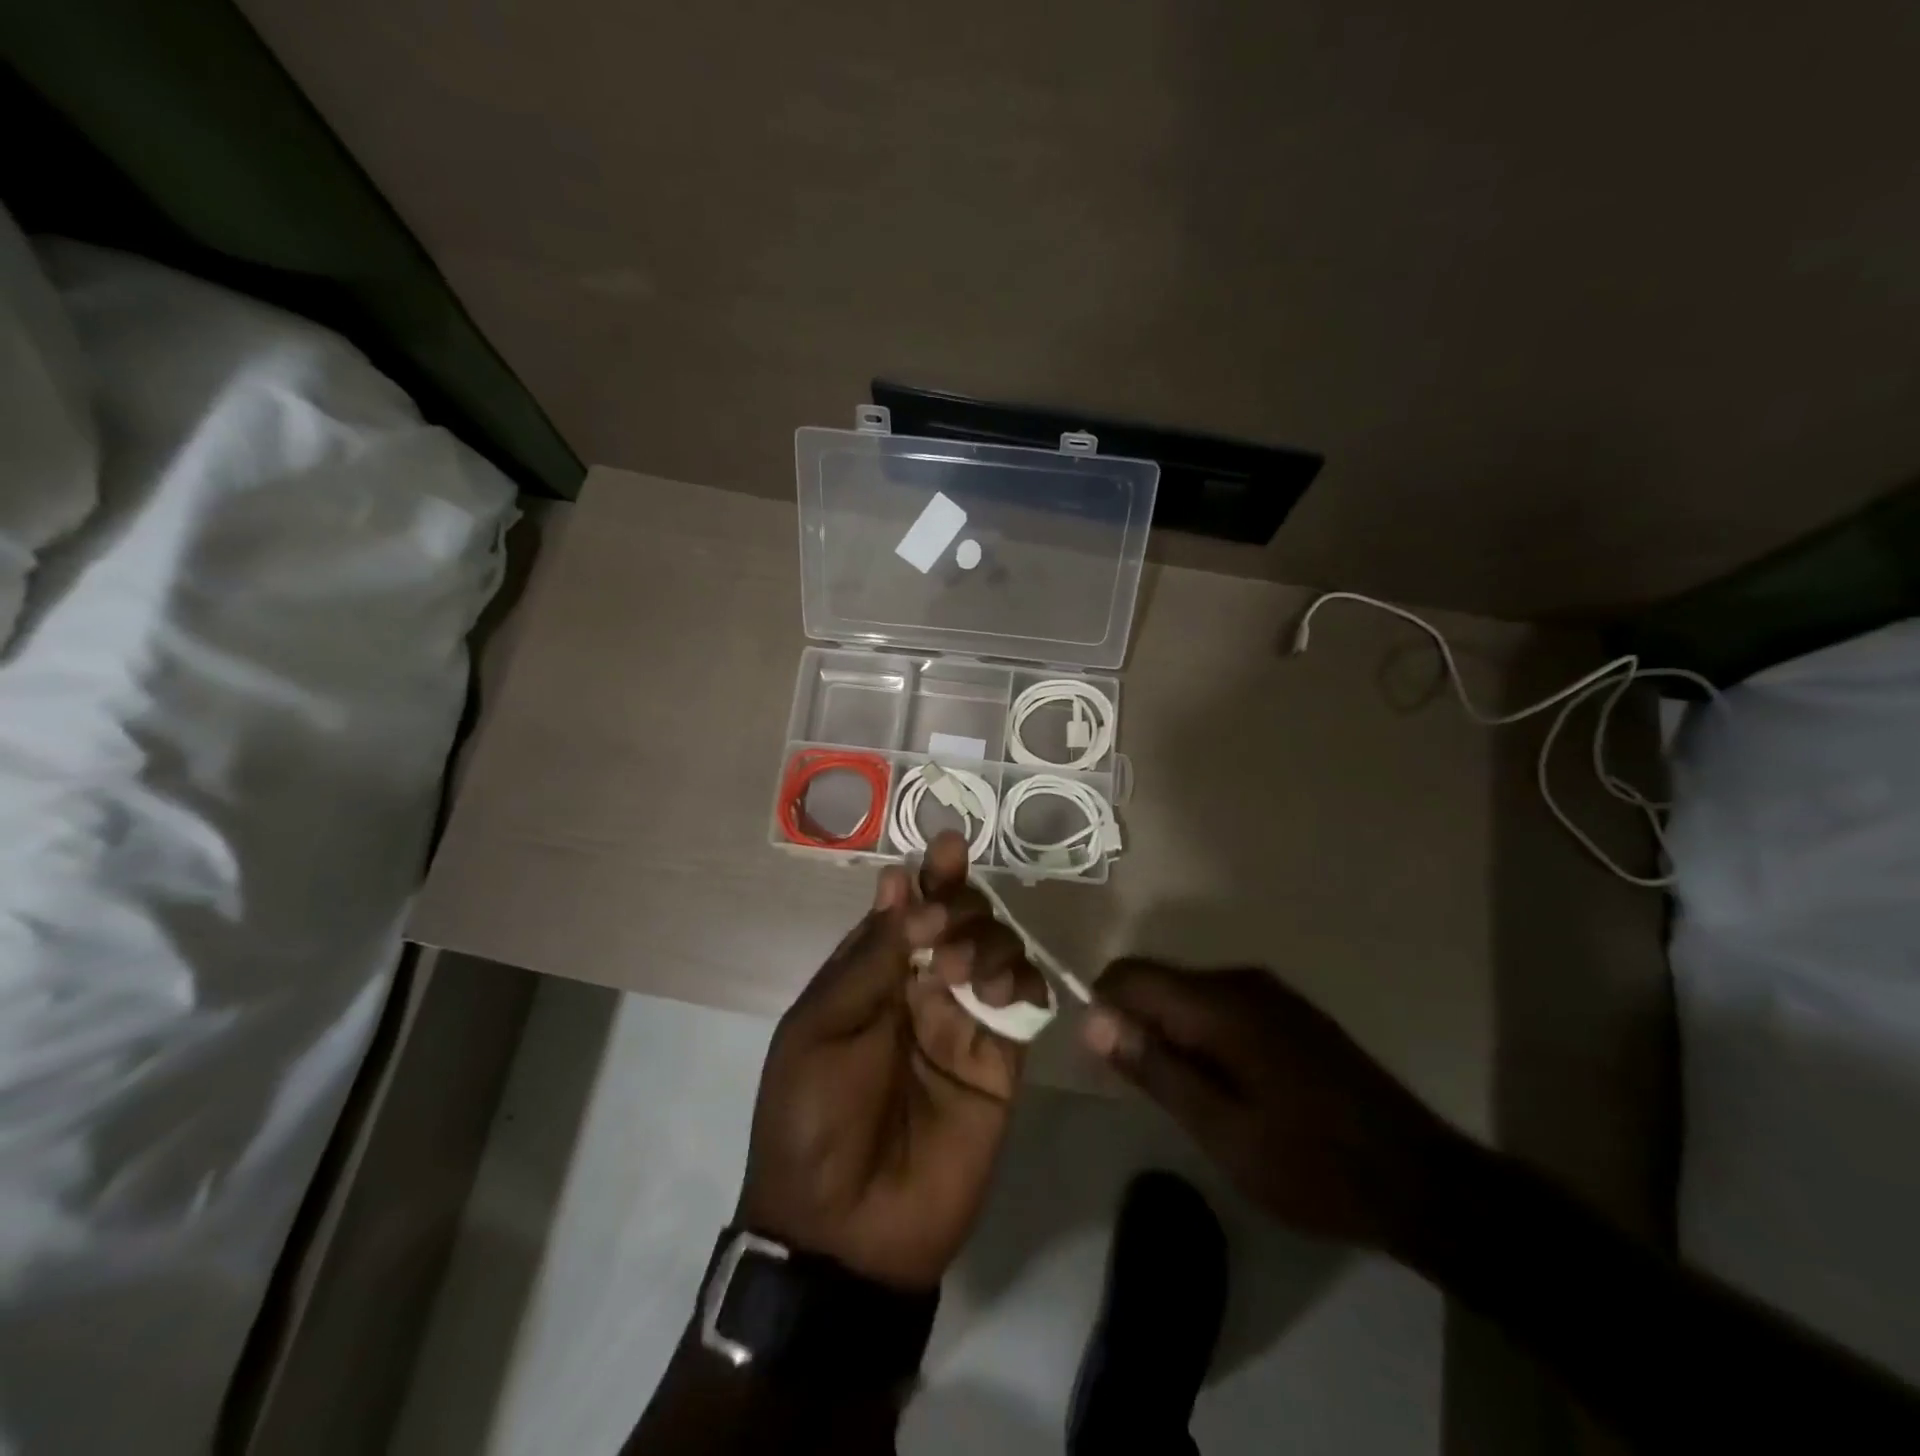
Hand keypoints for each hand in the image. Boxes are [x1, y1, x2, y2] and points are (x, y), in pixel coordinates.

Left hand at [737, 831, 1048, 1290]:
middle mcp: (922, 987)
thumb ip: (870, 957)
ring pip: (998, 948)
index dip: (931, 875)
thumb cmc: (813, 1118)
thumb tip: (898, 881)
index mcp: (873, 974)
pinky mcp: (1001, 1060)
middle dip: (961, 906)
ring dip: (991, 941)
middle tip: (946, 933)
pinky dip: (1025, 981)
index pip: (910, 907)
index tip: (949, 848)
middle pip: (961, 918)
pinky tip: (1008, 989)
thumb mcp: (821, 1027)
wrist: (844, 1231)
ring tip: (967, 973)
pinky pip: (1026, 1002)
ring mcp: (964, 1021)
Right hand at [1081, 960, 1465, 1251]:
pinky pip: (1222, 1005)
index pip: (1130, 974)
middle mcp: (1241, 980)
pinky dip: (1205, 1035)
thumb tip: (1092, 1018)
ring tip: (1193, 1099)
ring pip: (1190, 994)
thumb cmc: (1310, 1163)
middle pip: (1160, 981)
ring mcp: (1271, 992)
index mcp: (1219, 1003)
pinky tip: (1230, 1087)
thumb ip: (1153, 1067)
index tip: (1108, 1060)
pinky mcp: (1290, 1011)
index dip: (1103, 1007)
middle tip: (1153, 1092)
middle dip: (1140, 1025)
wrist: (1420, 1181)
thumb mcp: (1219, 1128)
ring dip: (1173, 1033)